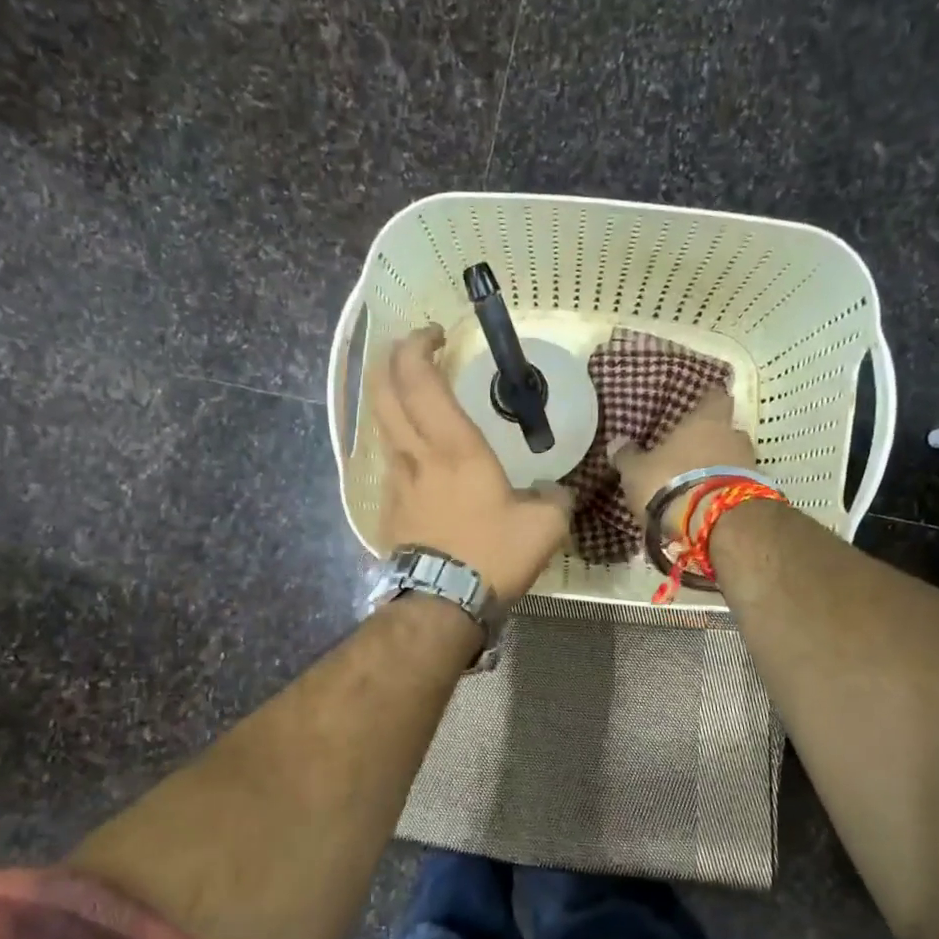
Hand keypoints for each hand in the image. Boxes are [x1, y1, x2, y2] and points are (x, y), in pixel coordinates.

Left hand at [372, 325, 572, 602]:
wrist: (441, 603)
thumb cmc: (492, 555)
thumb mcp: (544, 526)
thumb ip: (554, 498)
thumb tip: (556, 491)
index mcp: (454, 446)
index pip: (420, 379)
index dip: (418, 346)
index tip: (435, 335)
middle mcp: (415, 454)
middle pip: (383, 391)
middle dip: (391, 359)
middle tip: (412, 349)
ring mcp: (395, 481)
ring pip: (381, 425)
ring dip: (390, 399)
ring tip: (414, 398)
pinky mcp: (388, 508)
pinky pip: (389, 462)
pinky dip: (399, 443)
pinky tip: (418, 457)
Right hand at [608, 390, 757, 521]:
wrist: (714, 522)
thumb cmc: (670, 483)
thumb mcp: (637, 472)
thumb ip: (628, 456)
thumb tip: (617, 443)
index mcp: (706, 420)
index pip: (715, 397)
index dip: (707, 403)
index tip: (698, 410)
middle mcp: (734, 435)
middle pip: (727, 431)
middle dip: (713, 442)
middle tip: (693, 455)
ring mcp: (751, 465)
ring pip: (735, 459)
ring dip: (722, 469)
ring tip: (700, 484)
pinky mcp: (758, 494)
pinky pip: (741, 485)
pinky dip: (727, 491)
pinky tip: (711, 504)